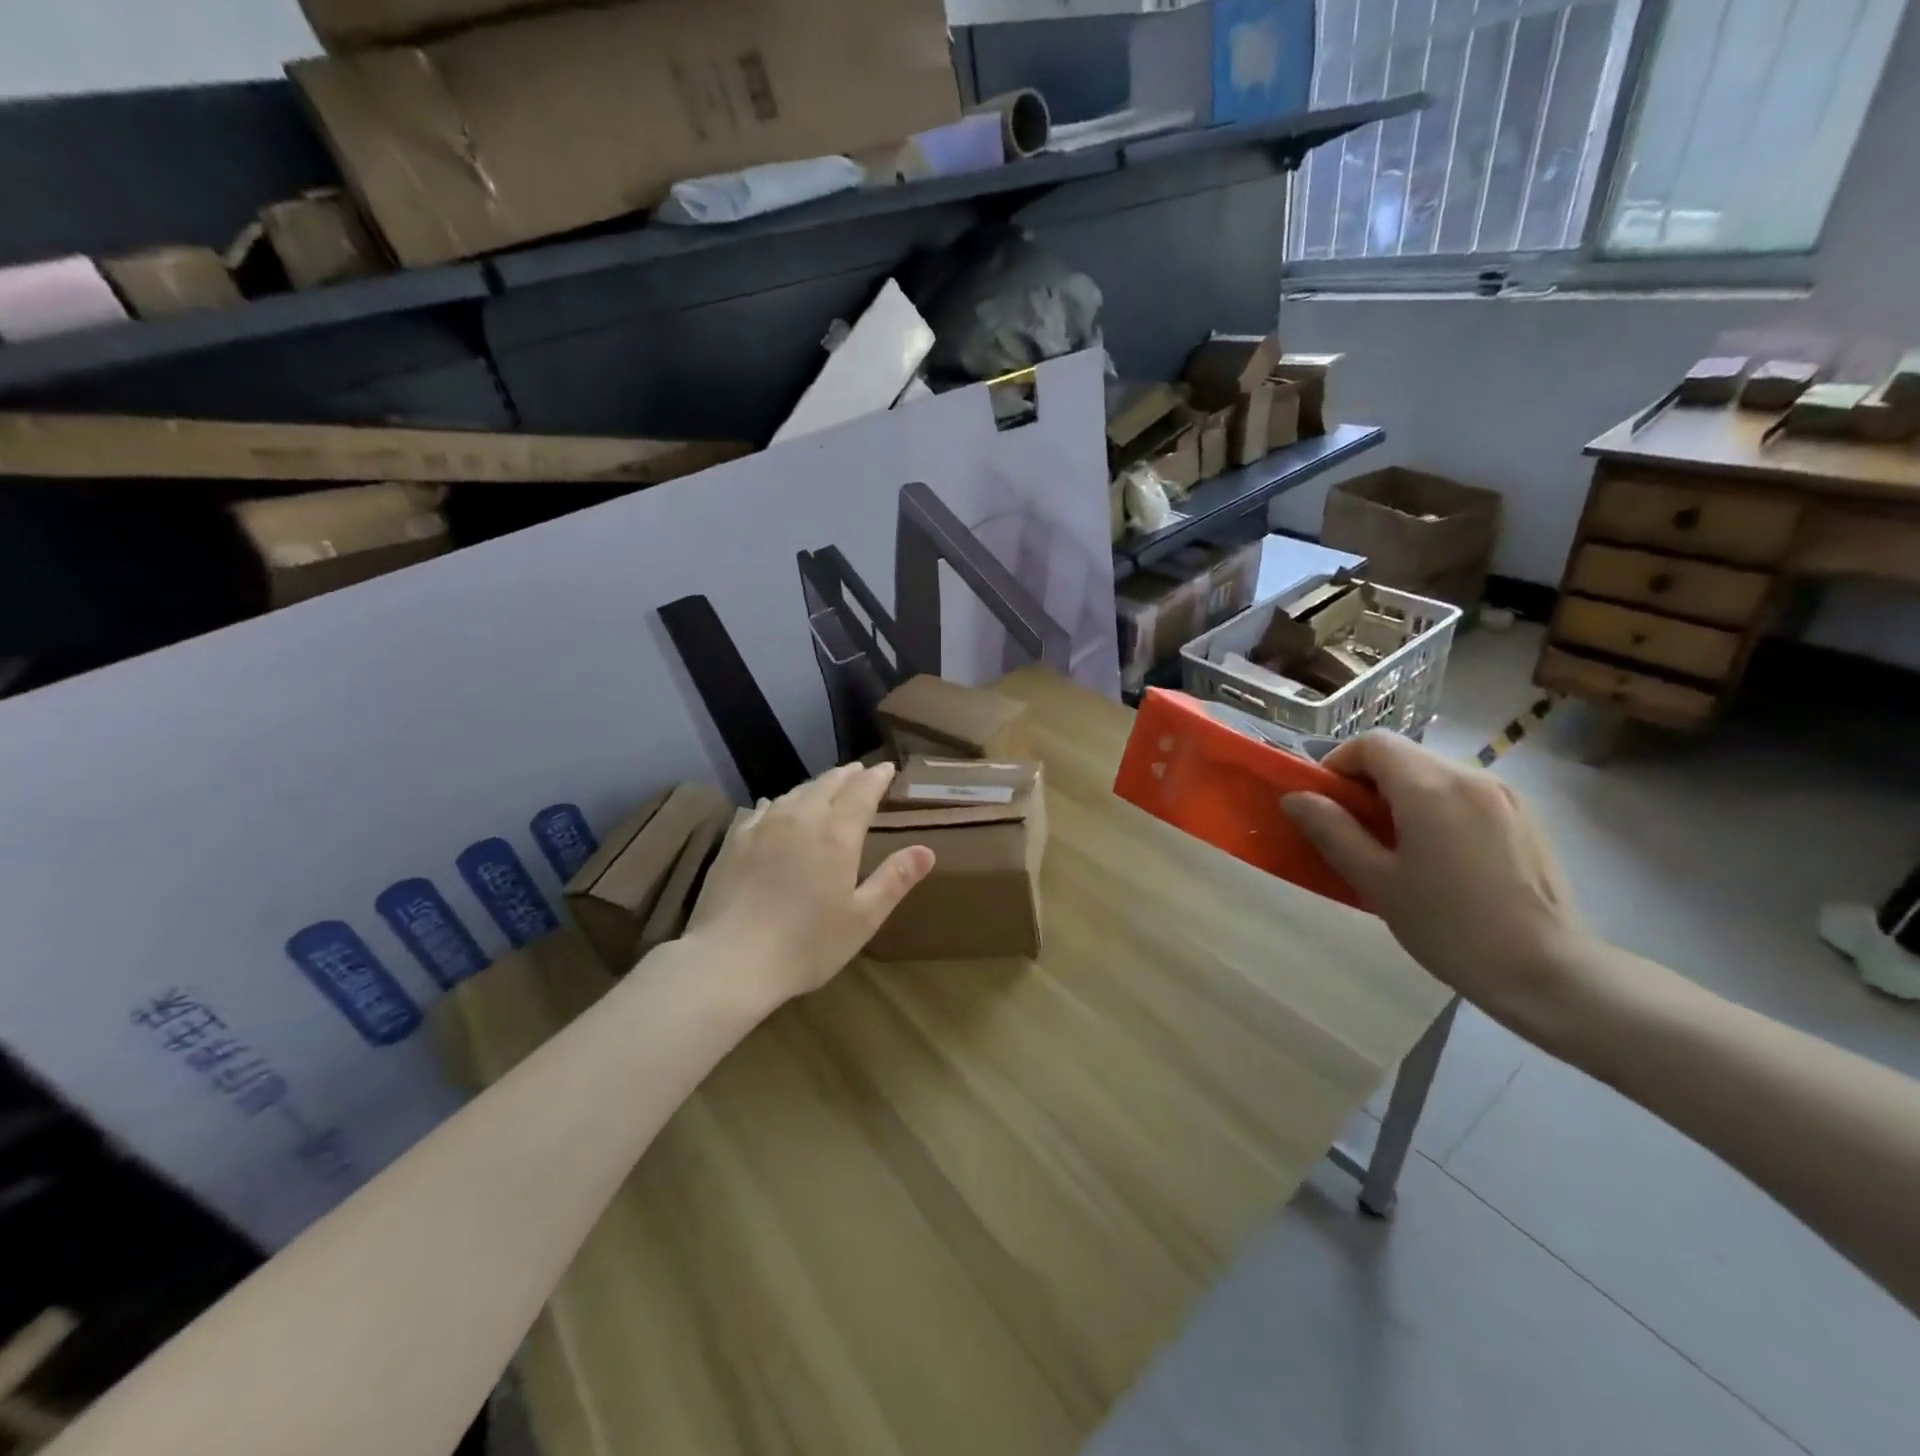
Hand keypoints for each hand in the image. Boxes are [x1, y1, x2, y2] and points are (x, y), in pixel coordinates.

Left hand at [685, 763, 935, 1004]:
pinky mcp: (735, 841)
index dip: (877, 778)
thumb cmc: (807, 944)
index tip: (888, 767)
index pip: (862, 792)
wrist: (731, 960)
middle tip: (859, 771)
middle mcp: (801, 818)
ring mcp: (763, 827)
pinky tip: (775, 805)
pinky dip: (779, 802)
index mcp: (837, 834)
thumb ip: (894, 879)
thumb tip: (927, 850)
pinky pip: (762, 809)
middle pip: (828, 785)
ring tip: (826, 785)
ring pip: (795, 793)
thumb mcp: (863, 918)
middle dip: (847, 776)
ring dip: (816, 785)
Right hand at [1282, 733, 1593, 1034]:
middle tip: (1353, 831)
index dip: (1338, 764)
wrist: (1549, 972)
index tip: (1325, 803)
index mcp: (1430, 786)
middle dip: (1367, 783)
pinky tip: (1438, 858)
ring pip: (1434, 774)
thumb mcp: (1376, 881)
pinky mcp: (1525, 817)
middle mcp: (1470, 776)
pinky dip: (1435, 808)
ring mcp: (1504, 795)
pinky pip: (1463, 794)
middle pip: (1403, 756)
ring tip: (1395, 848)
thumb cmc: (1449, 926)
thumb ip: (1331, 830)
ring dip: (1401, 796)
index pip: (1372, 743)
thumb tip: (1296, 798)